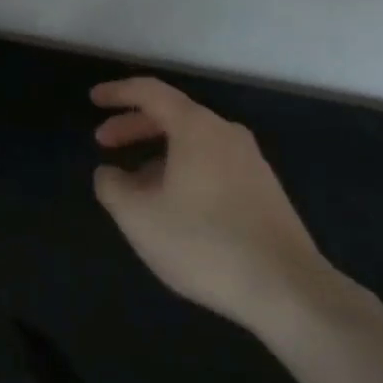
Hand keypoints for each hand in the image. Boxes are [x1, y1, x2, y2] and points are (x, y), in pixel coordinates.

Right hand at [90, 78, 335, 326]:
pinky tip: (175, 204)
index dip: (117, 92)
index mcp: (195, 127)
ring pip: (193, 142)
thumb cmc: (204, 243)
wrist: (288, 290)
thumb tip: (108, 173)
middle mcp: (225, 132)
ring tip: (135, 183)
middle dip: (134, 125)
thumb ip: (112, 187)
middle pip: (172, 114)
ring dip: (158, 152)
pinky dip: (184, 168)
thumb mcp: (139, 218)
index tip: (93, 99)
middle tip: (104, 142)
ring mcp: (250, 160)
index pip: (150, 92)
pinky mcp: (265, 189)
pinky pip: (213, 163)